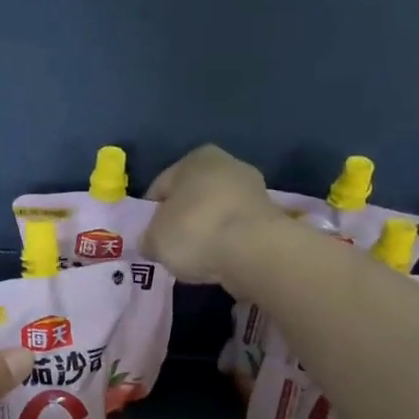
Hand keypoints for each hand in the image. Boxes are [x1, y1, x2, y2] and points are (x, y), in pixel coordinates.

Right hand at [142, 145, 290, 285]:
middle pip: (193, 196)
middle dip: (182, 219)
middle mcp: (227, 164)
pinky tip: (220, 259)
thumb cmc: (195, 232)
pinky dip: (227, 242)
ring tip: (197, 257)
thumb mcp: (155, 240)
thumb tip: (151, 243)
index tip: (148, 237)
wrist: (254, 251)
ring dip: (207, 231)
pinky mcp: (271, 216)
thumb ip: (148, 239)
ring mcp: (253, 189)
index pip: (161, 186)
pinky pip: (237, 229)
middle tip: (171, 248)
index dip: (150, 214)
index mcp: (195, 158)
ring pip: (217, 212)